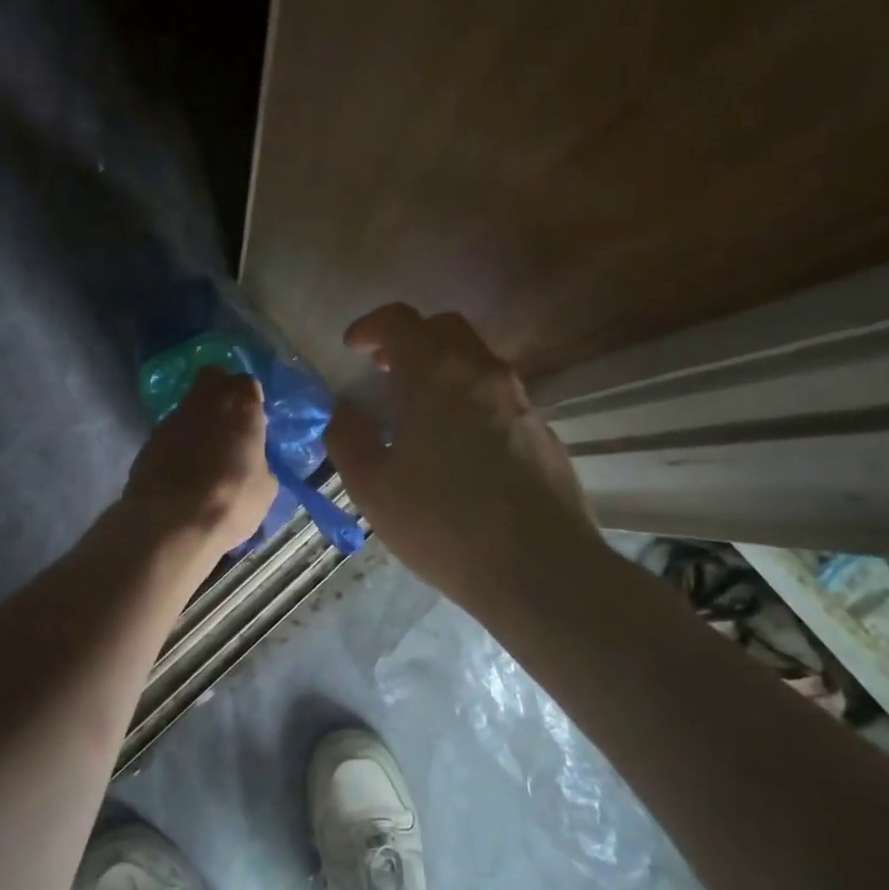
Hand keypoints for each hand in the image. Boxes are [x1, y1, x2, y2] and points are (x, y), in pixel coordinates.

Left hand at [123, 366, 276, 551]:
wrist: (171, 523)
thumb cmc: (231, 501)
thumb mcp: (264, 488)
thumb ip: (259, 463)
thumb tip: (252, 463)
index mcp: (241, 407)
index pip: (247, 383)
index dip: (250, 400)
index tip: (253, 420)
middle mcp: (206, 402)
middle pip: (212, 379)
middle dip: (220, 393)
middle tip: (229, 423)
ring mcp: (172, 419)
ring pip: (189, 407)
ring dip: (197, 423)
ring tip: (204, 456)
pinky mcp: (148, 440)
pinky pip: (170, 434)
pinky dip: (177, 445)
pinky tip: (182, 472)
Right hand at [325, 305, 600, 611]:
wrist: (541, 569)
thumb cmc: (443, 523)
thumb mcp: (372, 486)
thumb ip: (348, 436)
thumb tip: (345, 409)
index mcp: (435, 375)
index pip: (400, 320)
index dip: (371, 326)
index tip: (354, 348)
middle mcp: (482, 372)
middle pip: (444, 327)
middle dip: (410, 338)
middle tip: (386, 370)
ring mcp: (520, 399)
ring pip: (476, 359)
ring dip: (442, 367)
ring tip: (419, 410)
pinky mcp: (542, 430)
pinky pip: (499, 394)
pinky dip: (470, 397)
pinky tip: (460, 445)